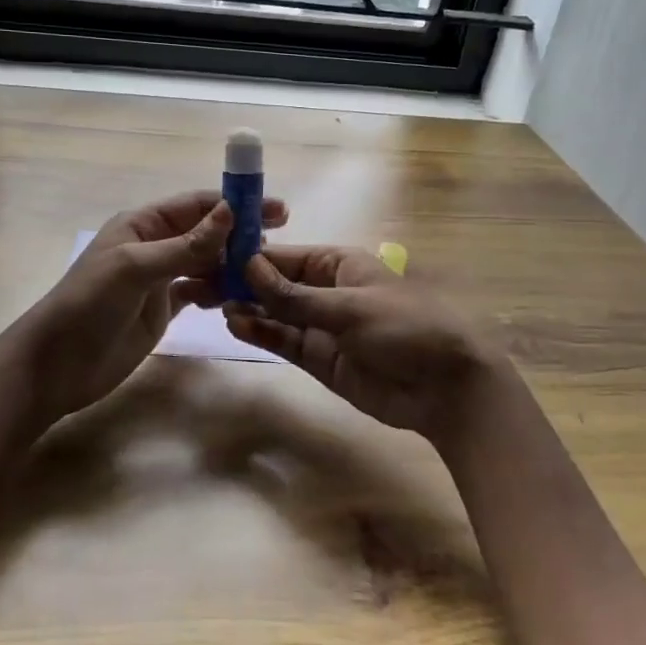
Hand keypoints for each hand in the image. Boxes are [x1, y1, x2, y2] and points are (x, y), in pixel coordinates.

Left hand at [21, 189, 287, 422]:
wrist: (55, 366)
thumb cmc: (88, 305)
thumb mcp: (135, 268)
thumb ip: (185, 244)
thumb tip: (230, 211)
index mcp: (142, 225)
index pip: (196, 205)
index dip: (235, 204)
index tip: (276, 210)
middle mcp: (153, 246)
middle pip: (206, 233)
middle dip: (240, 236)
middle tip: (279, 245)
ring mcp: (159, 280)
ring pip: (206, 264)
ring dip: (232, 266)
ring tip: (263, 276)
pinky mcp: (163, 310)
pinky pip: (199, 292)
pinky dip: (218, 293)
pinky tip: (237, 298)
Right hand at [224, 245, 508, 445]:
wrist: (445, 388)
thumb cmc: (405, 328)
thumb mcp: (349, 308)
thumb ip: (295, 295)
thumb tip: (248, 267)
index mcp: (340, 264)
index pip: (286, 256)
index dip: (252, 256)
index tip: (213, 256)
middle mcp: (326, 291)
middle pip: (276, 283)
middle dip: (242, 283)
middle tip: (200, 283)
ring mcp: (322, 326)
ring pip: (276, 312)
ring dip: (248, 308)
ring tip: (212, 303)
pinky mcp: (320, 358)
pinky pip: (285, 340)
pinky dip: (262, 332)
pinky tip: (236, 325)